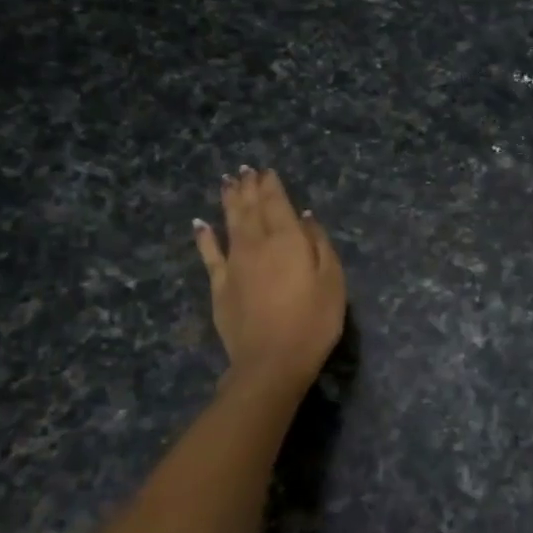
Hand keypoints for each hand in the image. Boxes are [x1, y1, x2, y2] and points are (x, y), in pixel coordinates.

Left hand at [192, 168, 345, 389]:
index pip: (277, 203)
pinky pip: (209, 254)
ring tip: (227, 183)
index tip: (267, 171)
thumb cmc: (313, 322)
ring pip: (229, 223)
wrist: (271, 362)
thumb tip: (305, 217)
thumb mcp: (332, 281)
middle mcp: (257, 244)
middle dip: (248, 187)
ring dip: (228, 201)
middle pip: (250, 208)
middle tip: (244, 170)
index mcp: (287, 240)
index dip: (271, 186)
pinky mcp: (219, 286)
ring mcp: (234, 264)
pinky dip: (205, 237)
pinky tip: (200, 224)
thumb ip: (319, 244)